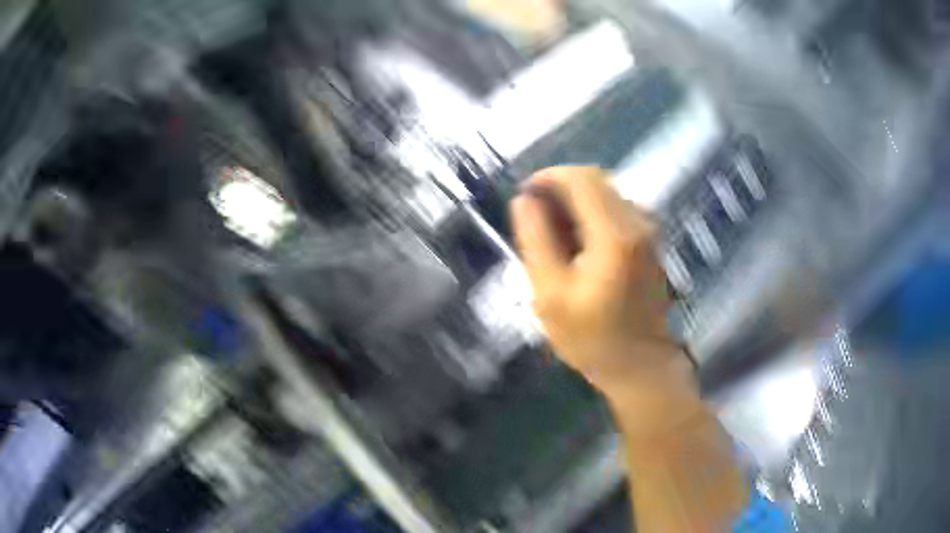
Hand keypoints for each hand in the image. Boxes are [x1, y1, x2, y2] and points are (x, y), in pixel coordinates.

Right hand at [511, 167, 701, 431]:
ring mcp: (648, 230)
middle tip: (534, 220)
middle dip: (559, 190)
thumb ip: (535, 240)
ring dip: (574, 203)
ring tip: (551, 237)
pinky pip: (615, 210)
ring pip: (604, 193)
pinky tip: (576, 246)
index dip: (547, 177)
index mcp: (614, 233)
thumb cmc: (592, 338)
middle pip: (594, 180)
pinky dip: (590, 215)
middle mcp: (637, 221)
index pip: (580, 177)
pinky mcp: (649, 240)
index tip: (524, 196)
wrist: (640, 366)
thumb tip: (524, 200)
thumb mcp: (549, 294)